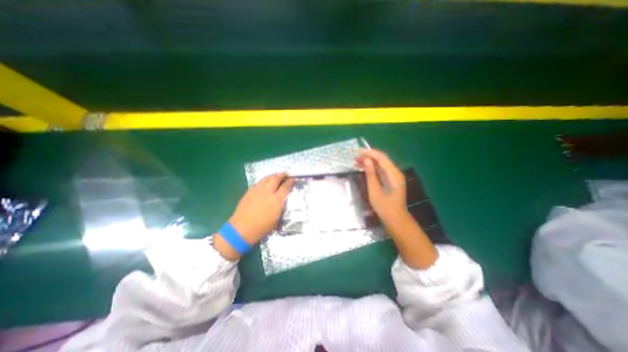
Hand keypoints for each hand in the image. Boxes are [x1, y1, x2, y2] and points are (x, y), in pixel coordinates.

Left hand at [216, 173, 294, 258]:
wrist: (242, 229)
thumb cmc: (262, 227)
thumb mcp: (277, 219)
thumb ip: (281, 207)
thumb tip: (282, 200)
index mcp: (276, 200)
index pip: (285, 187)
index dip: (290, 182)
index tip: (293, 180)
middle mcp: (268, 192)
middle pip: (276, 179)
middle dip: (282, 175)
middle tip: (286, 174)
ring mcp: (258, 190)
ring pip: (267, 178)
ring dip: (273, 175)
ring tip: (276, 175)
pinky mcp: (250, 191)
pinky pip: (259, 182)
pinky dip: (264, 180)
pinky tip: (265, 182)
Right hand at [358, 149, 406, 220]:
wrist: (395, 218)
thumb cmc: (384, 206)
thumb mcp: (374, 190)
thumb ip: (371, 174)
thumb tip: (366, 160)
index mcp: (394, 174)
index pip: (381, 158)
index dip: (370, 153)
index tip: (358, 151)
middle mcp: (396, 172)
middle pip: (382, 159)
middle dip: (368, 156)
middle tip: (355, 157)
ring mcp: (394, 176)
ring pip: (381, 164)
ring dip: (370, 162)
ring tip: (357, 162)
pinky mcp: (391, 180)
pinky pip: (381, 170)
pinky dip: (373, 168)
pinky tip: (364, 168)